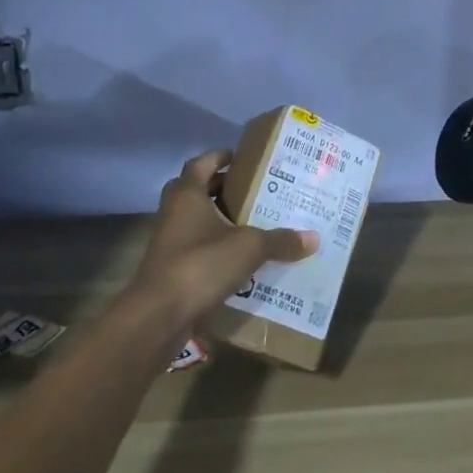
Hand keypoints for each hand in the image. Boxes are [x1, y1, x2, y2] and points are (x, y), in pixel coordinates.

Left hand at [127, 149, 317, 331]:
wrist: (158, 316)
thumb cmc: (201, 264)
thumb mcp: (249, 247)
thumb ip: (280, 240)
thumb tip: (314, 238)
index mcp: (187, 195)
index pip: (201, 163)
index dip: (219, 156)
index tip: (241, 157)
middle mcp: (174, 213)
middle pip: (196, 191)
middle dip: (221, 189)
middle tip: (253, 191)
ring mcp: (169, 243)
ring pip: (196, 222)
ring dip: (219, 221)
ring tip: (254, 224)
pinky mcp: (170, 270)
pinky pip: (196, 250)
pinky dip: (216, 250)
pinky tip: (241, 259)